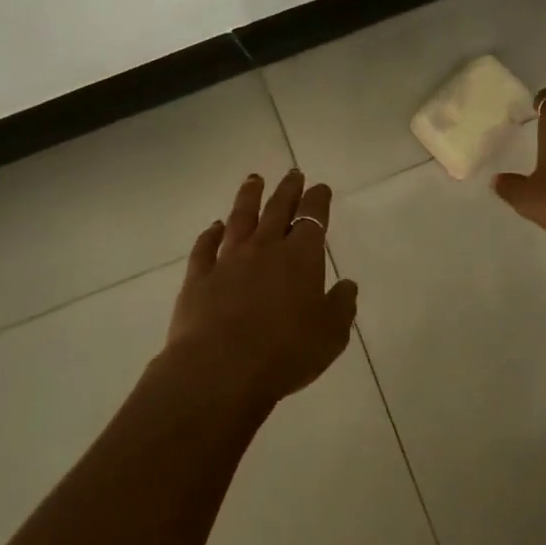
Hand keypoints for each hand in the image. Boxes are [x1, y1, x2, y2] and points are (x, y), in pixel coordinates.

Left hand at [162, 169, 359, 407]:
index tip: (320, 188)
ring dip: (248, 197)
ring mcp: (228, 261)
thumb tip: (347, 285)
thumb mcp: (330, 335)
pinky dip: (210, 234)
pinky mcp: (199, 278)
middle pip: (277, 209)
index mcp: (300, 257)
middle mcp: (264, 249)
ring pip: (240, 219)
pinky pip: (205, 247)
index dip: (318, 200)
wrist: (220, 371)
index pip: (312, 217)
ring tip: (254, 180)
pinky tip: (213, 227)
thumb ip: (341, 306)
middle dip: (287, 189)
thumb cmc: (285, 353)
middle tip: (292, 173)